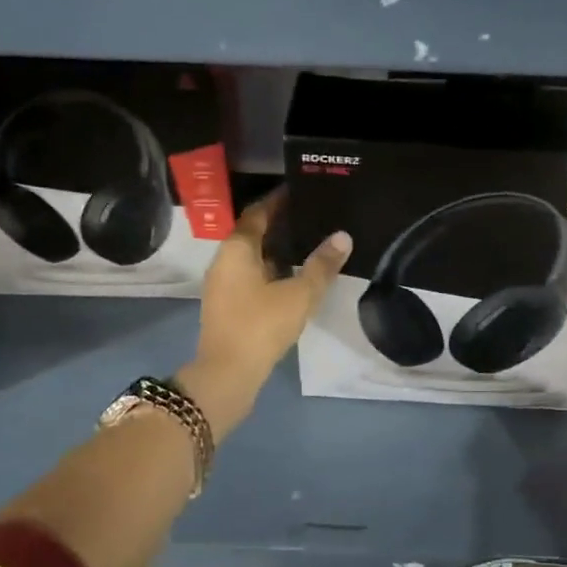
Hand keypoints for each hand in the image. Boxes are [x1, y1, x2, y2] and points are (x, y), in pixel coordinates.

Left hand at [179, 189, 351, 437]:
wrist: (227, 375)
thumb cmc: (261, 326)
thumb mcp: (300, 294)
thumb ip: (321, 265)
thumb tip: (343, 236)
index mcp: (237, 249)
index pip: (258, 213)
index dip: (278, 201)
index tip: (301, 191)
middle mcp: (224, 261)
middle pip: (253, 233)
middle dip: (280, 224)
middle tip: (312, 216)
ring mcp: (223, 285)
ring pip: (252, 257)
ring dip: (276, 249)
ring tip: (309, 244)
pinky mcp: (227, 306)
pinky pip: (250, 276)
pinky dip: (271, 270)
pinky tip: (294, 277)